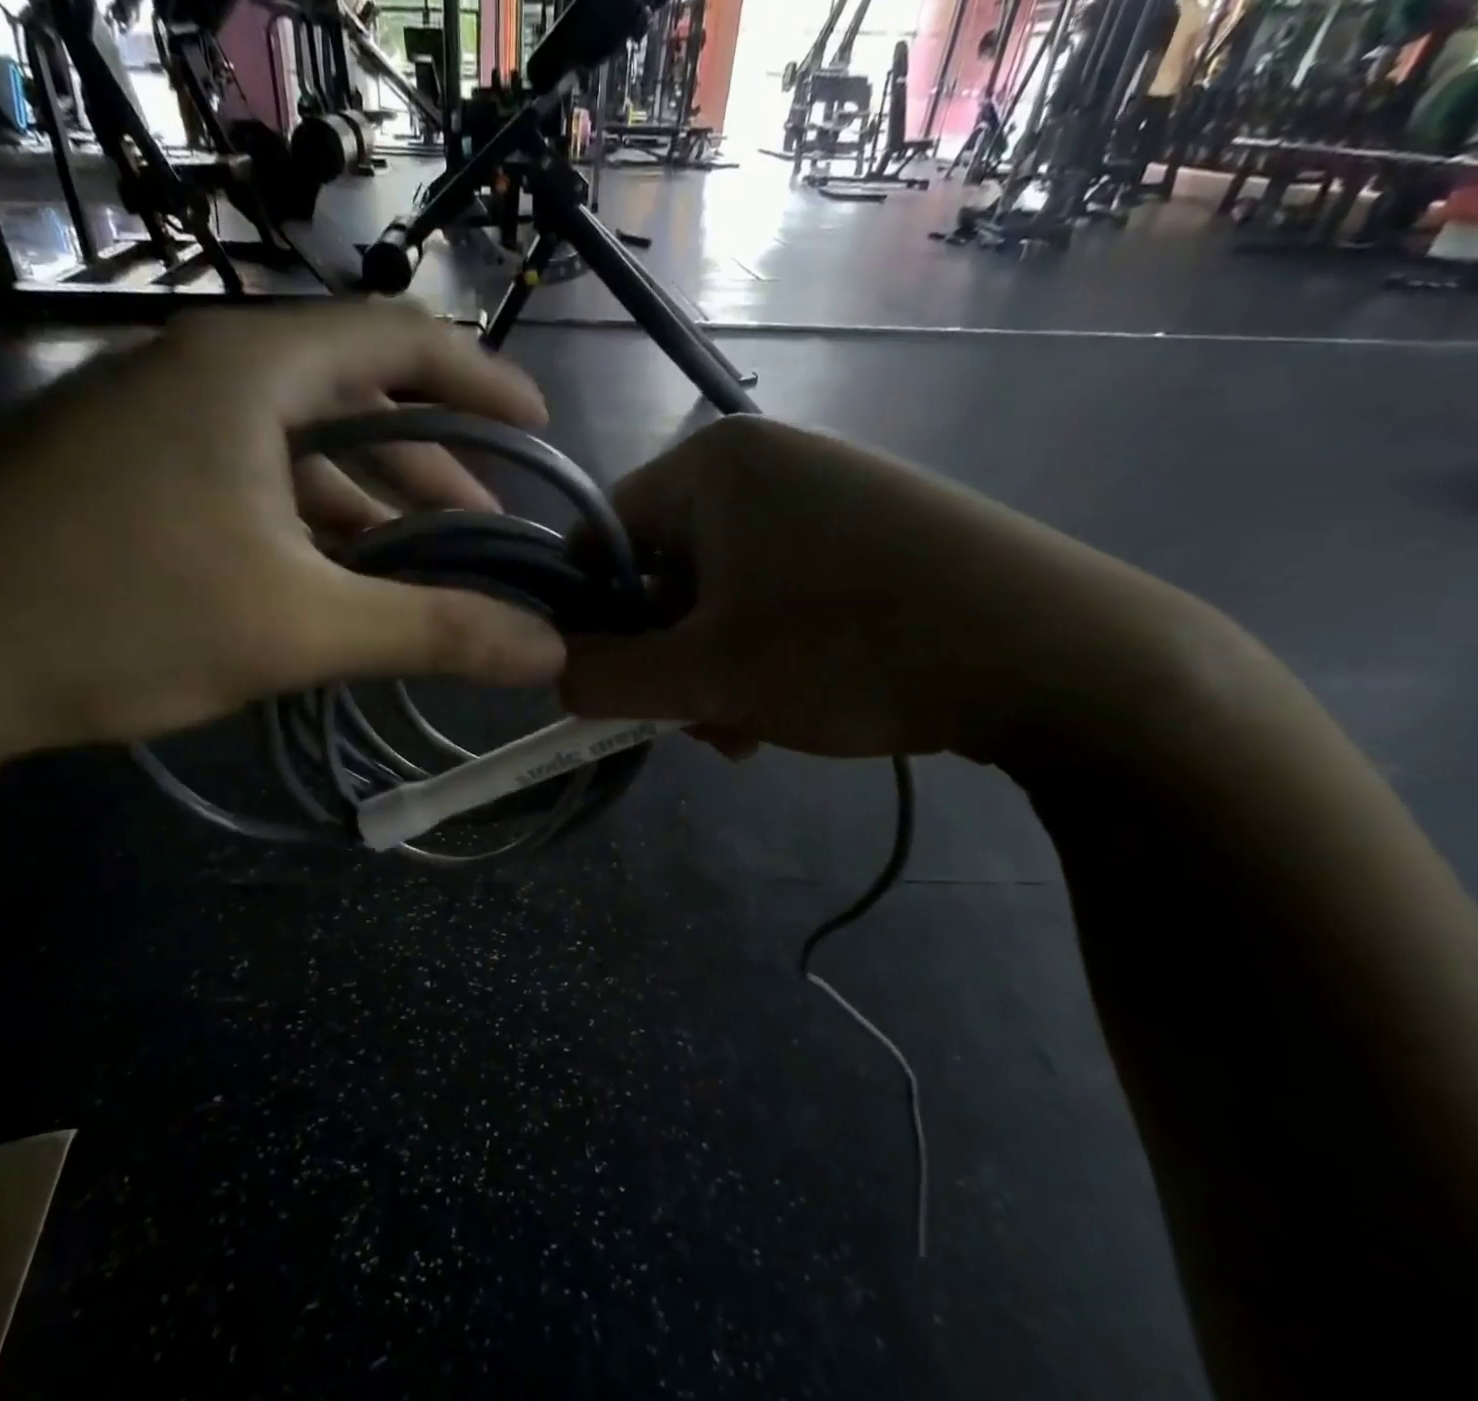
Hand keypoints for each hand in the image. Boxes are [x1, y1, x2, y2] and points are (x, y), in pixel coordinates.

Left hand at [0, 304, 566, 785]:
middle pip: (352, 400)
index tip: (536, 429)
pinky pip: (247, 486)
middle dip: (432, 467)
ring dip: (368, 508)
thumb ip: (434, 632)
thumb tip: (548, 650)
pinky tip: (329, 585)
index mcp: (248, 371)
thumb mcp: (299, 628)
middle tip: (487, 529)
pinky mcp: (121, 478)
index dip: (481, 380)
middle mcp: (199, 373)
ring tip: (420, 570)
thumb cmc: (118, 616)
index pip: (398, 339)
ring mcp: (150, 424)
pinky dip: (305, 529)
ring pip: (297, 453)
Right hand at [559, 415, 1228, 766]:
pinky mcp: (868, 532)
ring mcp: (823, 493)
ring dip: (714, 668)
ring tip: (746, 729)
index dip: (588, 621)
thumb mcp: (705, 677)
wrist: (1058, 655)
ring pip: (721, 593)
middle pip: (663, 571)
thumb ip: (603, 677)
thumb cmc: (852, 650)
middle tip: (693, 724)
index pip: (599, 540)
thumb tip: (550, 670)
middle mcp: (763, 462)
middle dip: (665, 658)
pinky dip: (765, 652)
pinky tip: (791, 704)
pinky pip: (778, 593)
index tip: (606, 689)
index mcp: (710, 466)